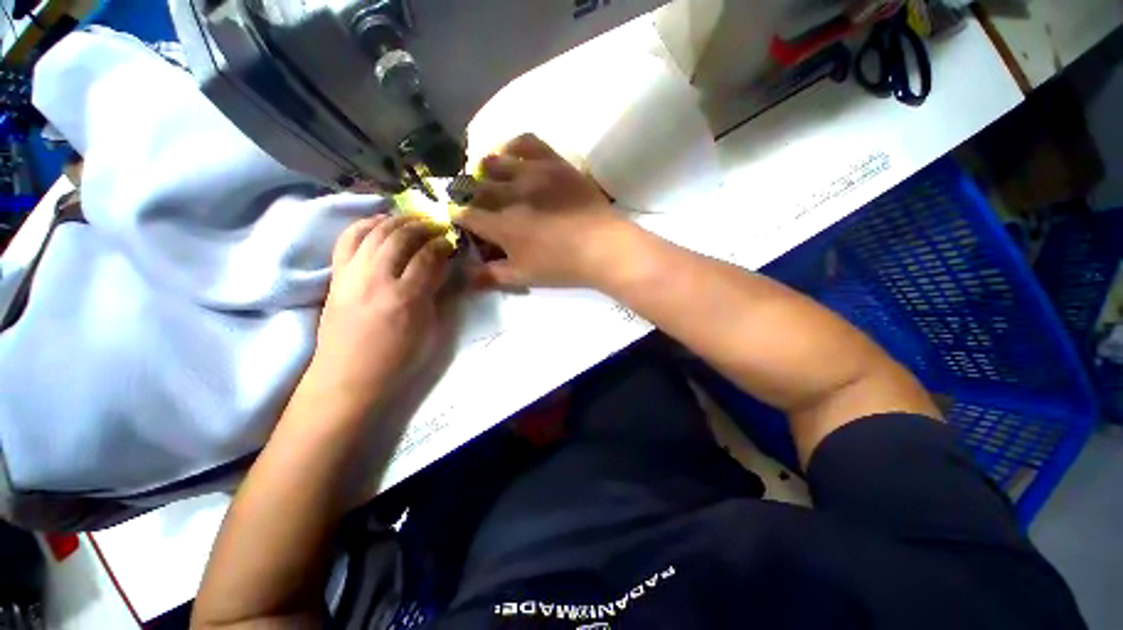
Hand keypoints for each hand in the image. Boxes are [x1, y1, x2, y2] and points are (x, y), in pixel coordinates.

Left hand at [306, 214, 452, 404]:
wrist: (349, 376)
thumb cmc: (397, 358)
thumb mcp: (428, 328)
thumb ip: (435, 293)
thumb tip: (441, 267)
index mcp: (405, 297)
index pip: (426, 257)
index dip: (441, 244)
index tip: (450, 241)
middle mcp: (376, 279)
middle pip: (398, 237)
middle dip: (421, 225)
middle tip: (435, 224)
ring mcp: (351, 275)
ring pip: (373, 232)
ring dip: (395, 220)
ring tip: (411, 218)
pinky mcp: (336, 276)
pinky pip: (347, 239)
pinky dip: (364, 225)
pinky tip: (378, 223)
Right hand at [453, 134, 631, 288]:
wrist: (603, 246)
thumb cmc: (562, 266)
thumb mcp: (524, 277)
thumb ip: (492, 276)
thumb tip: (466, 276)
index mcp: (502, 225)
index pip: (467, 216)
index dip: (459, 217)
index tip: (461, 220)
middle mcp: (511, 194)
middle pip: (477, 188)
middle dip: (470, 196)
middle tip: (478, 204)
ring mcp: (533, 173)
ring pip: (495, 161)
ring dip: (486, 170)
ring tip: (490, 177)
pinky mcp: (554, 162)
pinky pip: (527, 141)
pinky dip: (513, 145)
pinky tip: (511, 153)